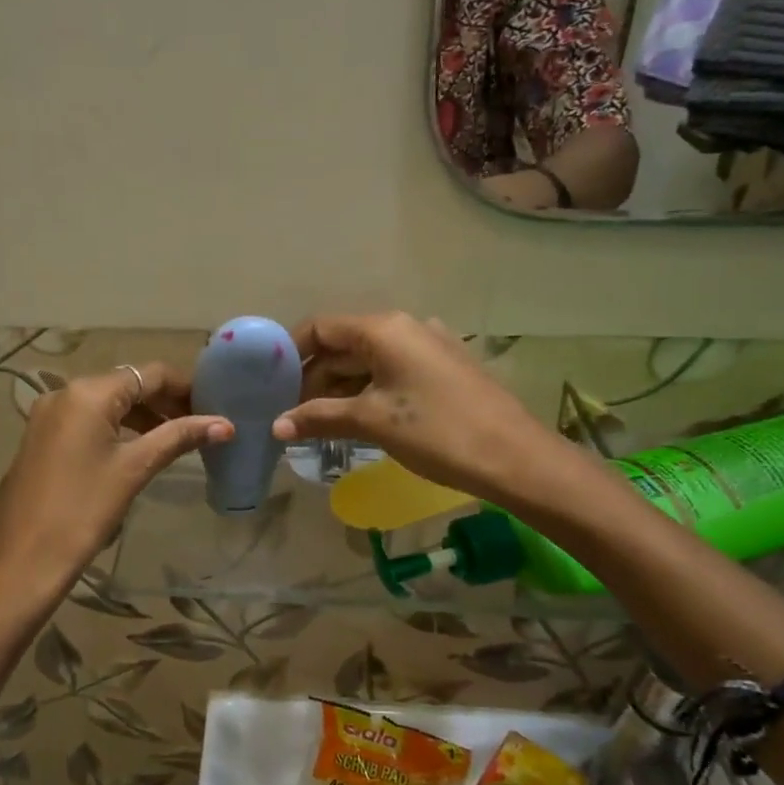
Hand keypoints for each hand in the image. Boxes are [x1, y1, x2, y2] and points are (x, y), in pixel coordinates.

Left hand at [0, 364, 231, 601]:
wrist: (24, 560)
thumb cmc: (84, 511)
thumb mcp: (135, 469)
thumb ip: (179, 438)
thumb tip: (225, 425)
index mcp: (88, 393)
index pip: (150, 373)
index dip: (186, 387)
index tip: (214, 407)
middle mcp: (63, 393)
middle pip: (127, 384)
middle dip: (164, 402)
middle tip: (199, 426)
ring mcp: (47, 416)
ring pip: (106, 403)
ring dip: (141, 416)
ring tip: (174, 439)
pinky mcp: (40, 439)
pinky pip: (86, 420)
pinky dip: (115, 427)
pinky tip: (135, 449)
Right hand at [272, 313, 577, 506]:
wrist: (515, 457)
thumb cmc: (437, 431)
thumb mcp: (372, 422)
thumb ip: (320, 417)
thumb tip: (276, 426)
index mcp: (384, 329)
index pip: (321, 327)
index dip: (291, 352)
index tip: (268, 383)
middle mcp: (404, 328)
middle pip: (342, 344)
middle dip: (312, 376)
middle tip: (287, 412)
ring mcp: (426, 348)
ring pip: (366, 362)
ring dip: (337, 388)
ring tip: (312, 421)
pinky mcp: (441, 371)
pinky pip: (389, 374)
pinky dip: (364, 393)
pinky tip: (351, 420)